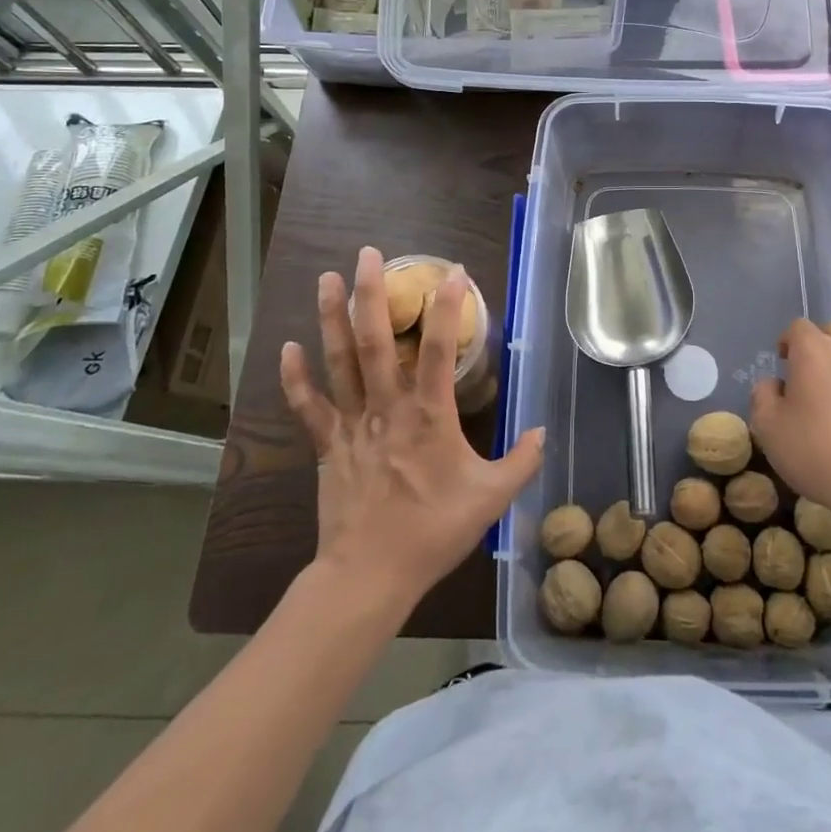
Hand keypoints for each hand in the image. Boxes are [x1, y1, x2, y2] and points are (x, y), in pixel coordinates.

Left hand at [280, 246, 544, 605]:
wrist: (370, 576)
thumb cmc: (432, 533)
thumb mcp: (491, 498)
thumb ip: (521, 462)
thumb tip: (543, 432)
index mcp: (429, 416)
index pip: (438, 349)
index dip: (446, 307)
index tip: (452, 272)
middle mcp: (387, 408)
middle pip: (376, 341)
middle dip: (371, 294)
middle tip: (368, 254)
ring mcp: (352, 425)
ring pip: (339, 363)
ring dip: (331, 319)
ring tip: (325, 278)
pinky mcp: (326, 446)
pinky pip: (308, 406)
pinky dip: (295, 378)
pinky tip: (287, 347)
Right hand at [750, 319, 830, 541]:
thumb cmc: (818, 451)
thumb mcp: (769, 428)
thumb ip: (763, 395)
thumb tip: (774, 384)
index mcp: (813, 349)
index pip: (796, 328)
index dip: (787, 343)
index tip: (782, 366)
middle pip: (829, 333)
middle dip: (816, 348)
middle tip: (806, 379)